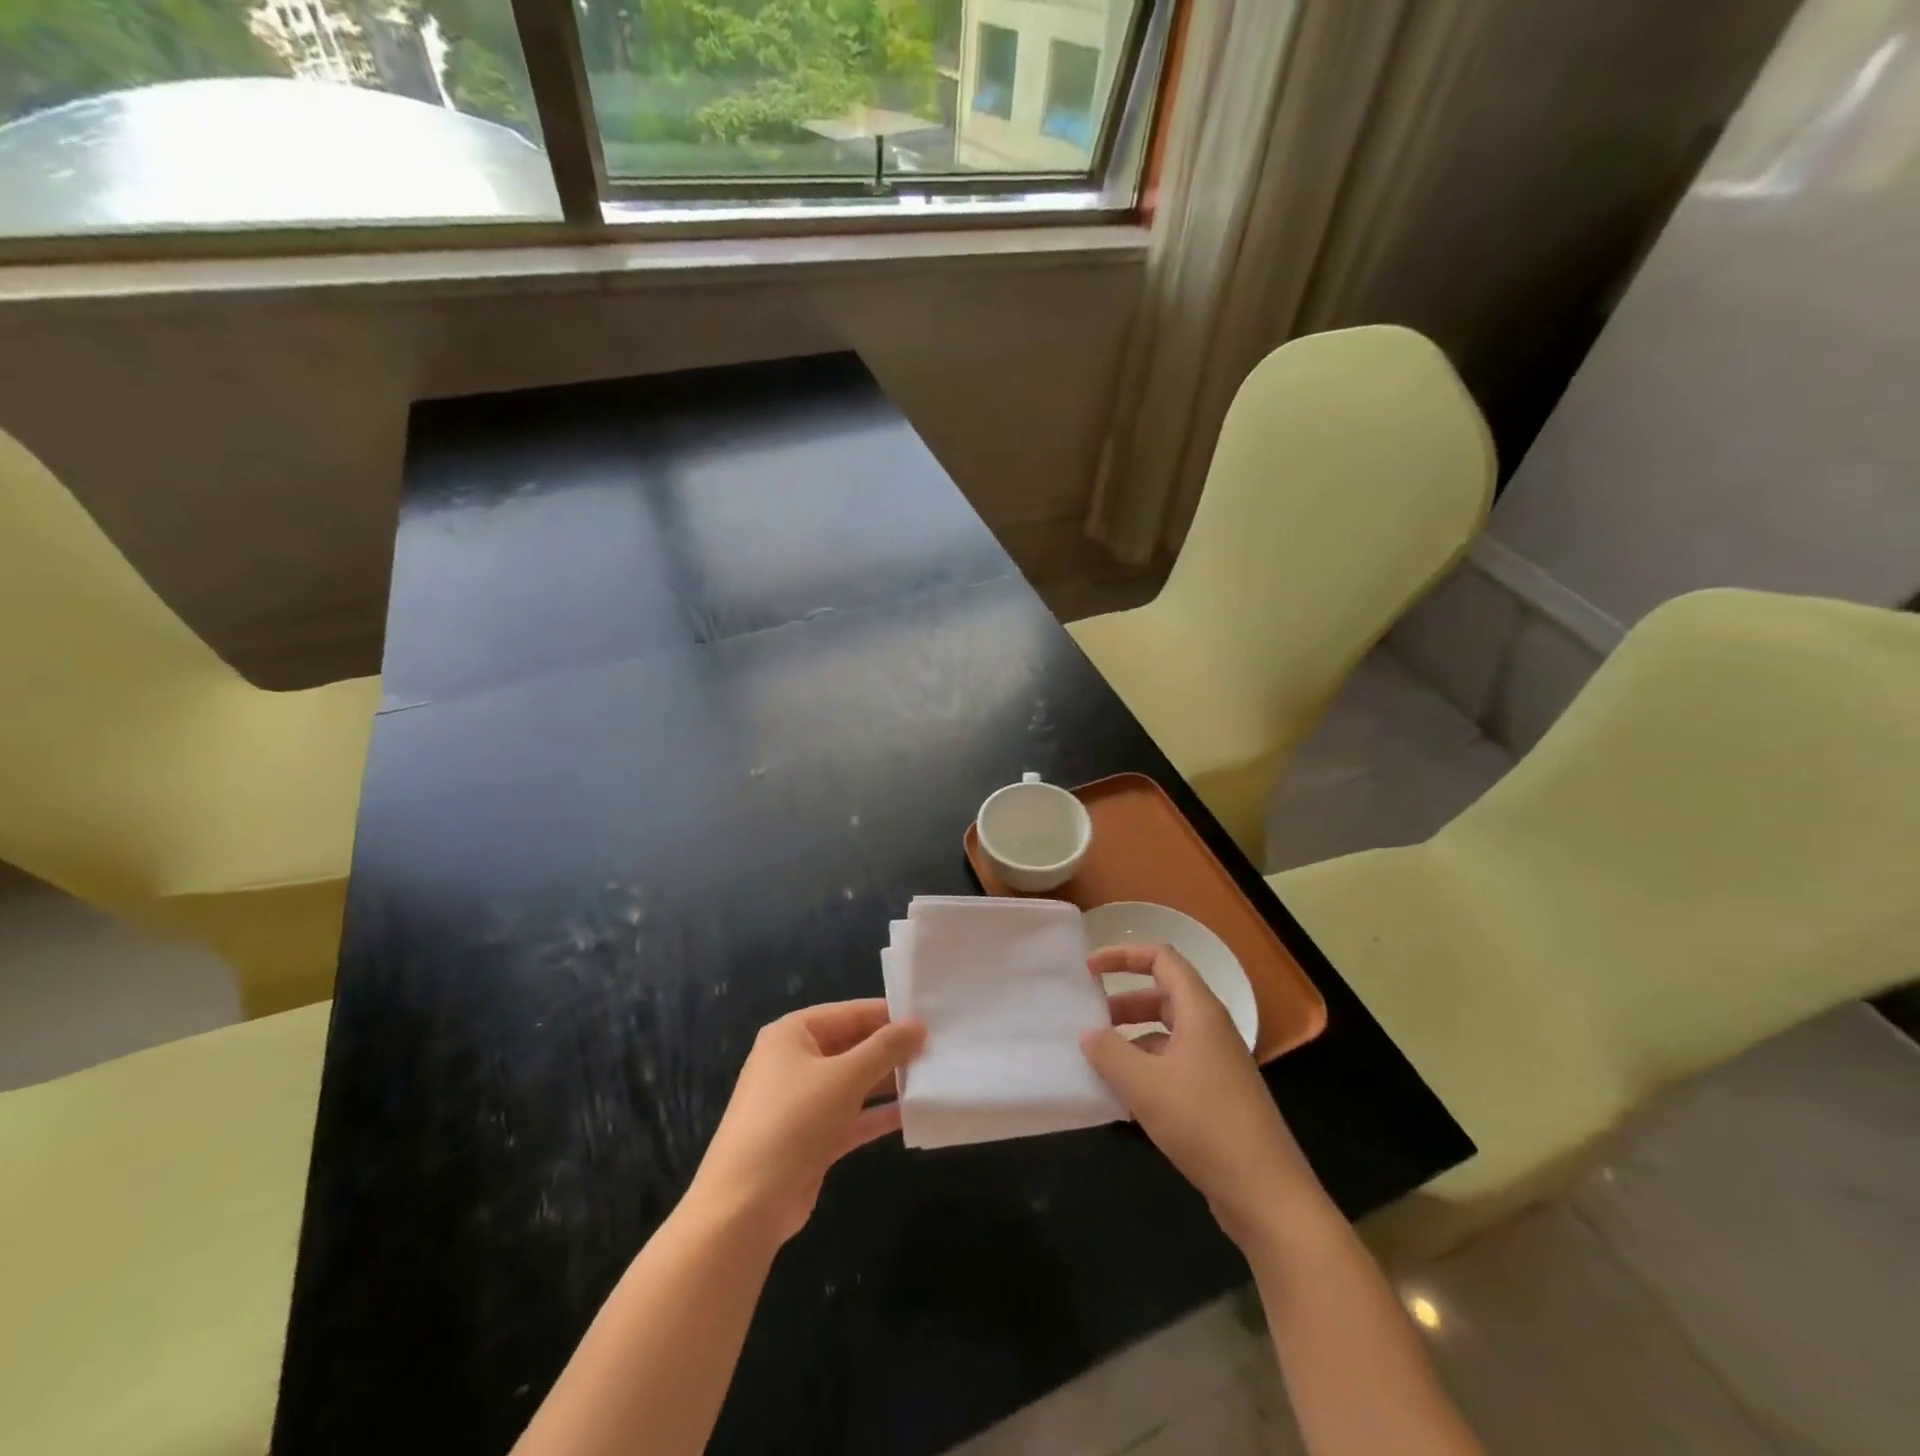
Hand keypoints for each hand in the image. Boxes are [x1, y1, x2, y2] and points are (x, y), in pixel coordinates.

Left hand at [689, 1000, 924, 1246]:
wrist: (745, 1206)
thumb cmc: (793, 1121)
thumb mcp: (845, 1077)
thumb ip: (885, 1048)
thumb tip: (919, 1024)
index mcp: (793, 1033)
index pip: (850, 1013)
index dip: (889, 1015)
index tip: (931, 1018)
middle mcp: (794, 1061)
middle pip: (852, 1046)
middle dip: (891, 1050)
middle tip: (938, 1048)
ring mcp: (802, 1102)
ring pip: (853, 1082)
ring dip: (888, 1082)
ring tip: (932, 1076)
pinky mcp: (811, 1138)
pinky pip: (851, 1116)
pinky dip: (878, 1114)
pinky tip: (913, 1112)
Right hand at [1082, 945, 1327, 1246]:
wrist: (1266, 1193)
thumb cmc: (1204, 1124)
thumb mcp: (1145, 1085)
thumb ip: (1109, 1052)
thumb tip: (1089, 1034)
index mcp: (1199, 1011)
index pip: (1161, 958)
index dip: (1123, 955)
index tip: (1089, 970)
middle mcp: (1210, 1028)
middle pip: (1162, 996)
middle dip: (1123, 1003)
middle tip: (1090, 1022)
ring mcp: (1216, 1063)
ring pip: (1166, 1034)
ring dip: (1132, 1041)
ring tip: (1099, 1064)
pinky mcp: (1217, 1095)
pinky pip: (1174, 1066)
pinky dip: (1146, 1071)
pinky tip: (1124, 1100)